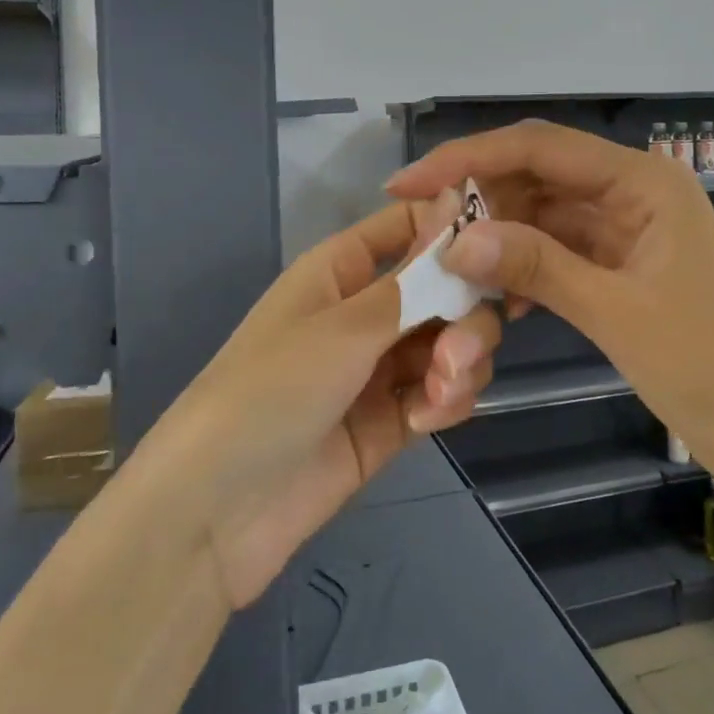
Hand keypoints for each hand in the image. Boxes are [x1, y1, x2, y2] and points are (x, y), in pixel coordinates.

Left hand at [161, 191, 501, 611]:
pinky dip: (447, 401)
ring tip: (438, 395)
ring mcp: (381, 367)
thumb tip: (454, 201)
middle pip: (446, 289)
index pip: (411, 225)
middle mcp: (367, 310)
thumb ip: (413, 279)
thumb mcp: (343, 328)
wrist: (217, 512)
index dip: (455, 231)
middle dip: (465, 316)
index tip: (497, 253)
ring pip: (452, 342)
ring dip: (461, 363)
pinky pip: (442, 392)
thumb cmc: (270, 391)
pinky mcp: (392, 420)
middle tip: (456, 353)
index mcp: (343, 269)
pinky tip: (425, 421)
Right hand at [387, 121, 713, 482]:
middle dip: (480, 200)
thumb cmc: (709, 367)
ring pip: (544, 215)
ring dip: (499, 236)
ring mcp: (629, 229)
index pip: (540, 148)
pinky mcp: (623, 265)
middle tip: (424, 234)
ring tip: (448, 266)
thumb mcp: (616, 312)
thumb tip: (455, 239)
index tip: (408, 184)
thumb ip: (535, 265)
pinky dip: (524, 266)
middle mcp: (634, 191)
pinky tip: (493, 295)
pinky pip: (560, 250)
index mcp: (643, 181)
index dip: (468, 159)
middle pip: (539, 176)